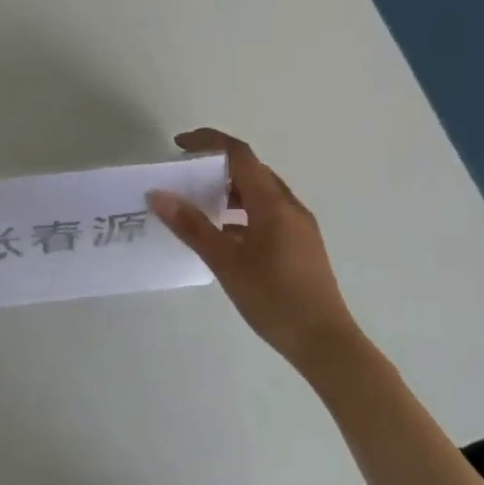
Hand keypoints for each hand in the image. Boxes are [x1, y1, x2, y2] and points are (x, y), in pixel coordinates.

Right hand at [147, 128, 361, 377]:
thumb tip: (159, 195)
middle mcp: (289, 206)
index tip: (179, 145)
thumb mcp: (225, 261)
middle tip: (185, 176)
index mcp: (272, 202)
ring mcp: (299, 226)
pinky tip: (225, 237)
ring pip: (261, 194)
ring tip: (200, 205)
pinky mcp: (302, 246)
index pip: (239, 154)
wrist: (325, 342)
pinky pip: (269, 214)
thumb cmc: (273, 298)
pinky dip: (243, 213)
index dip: (208, 142)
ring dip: (231, 191)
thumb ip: (192, 226)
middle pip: (251, 171)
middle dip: (217, 166)